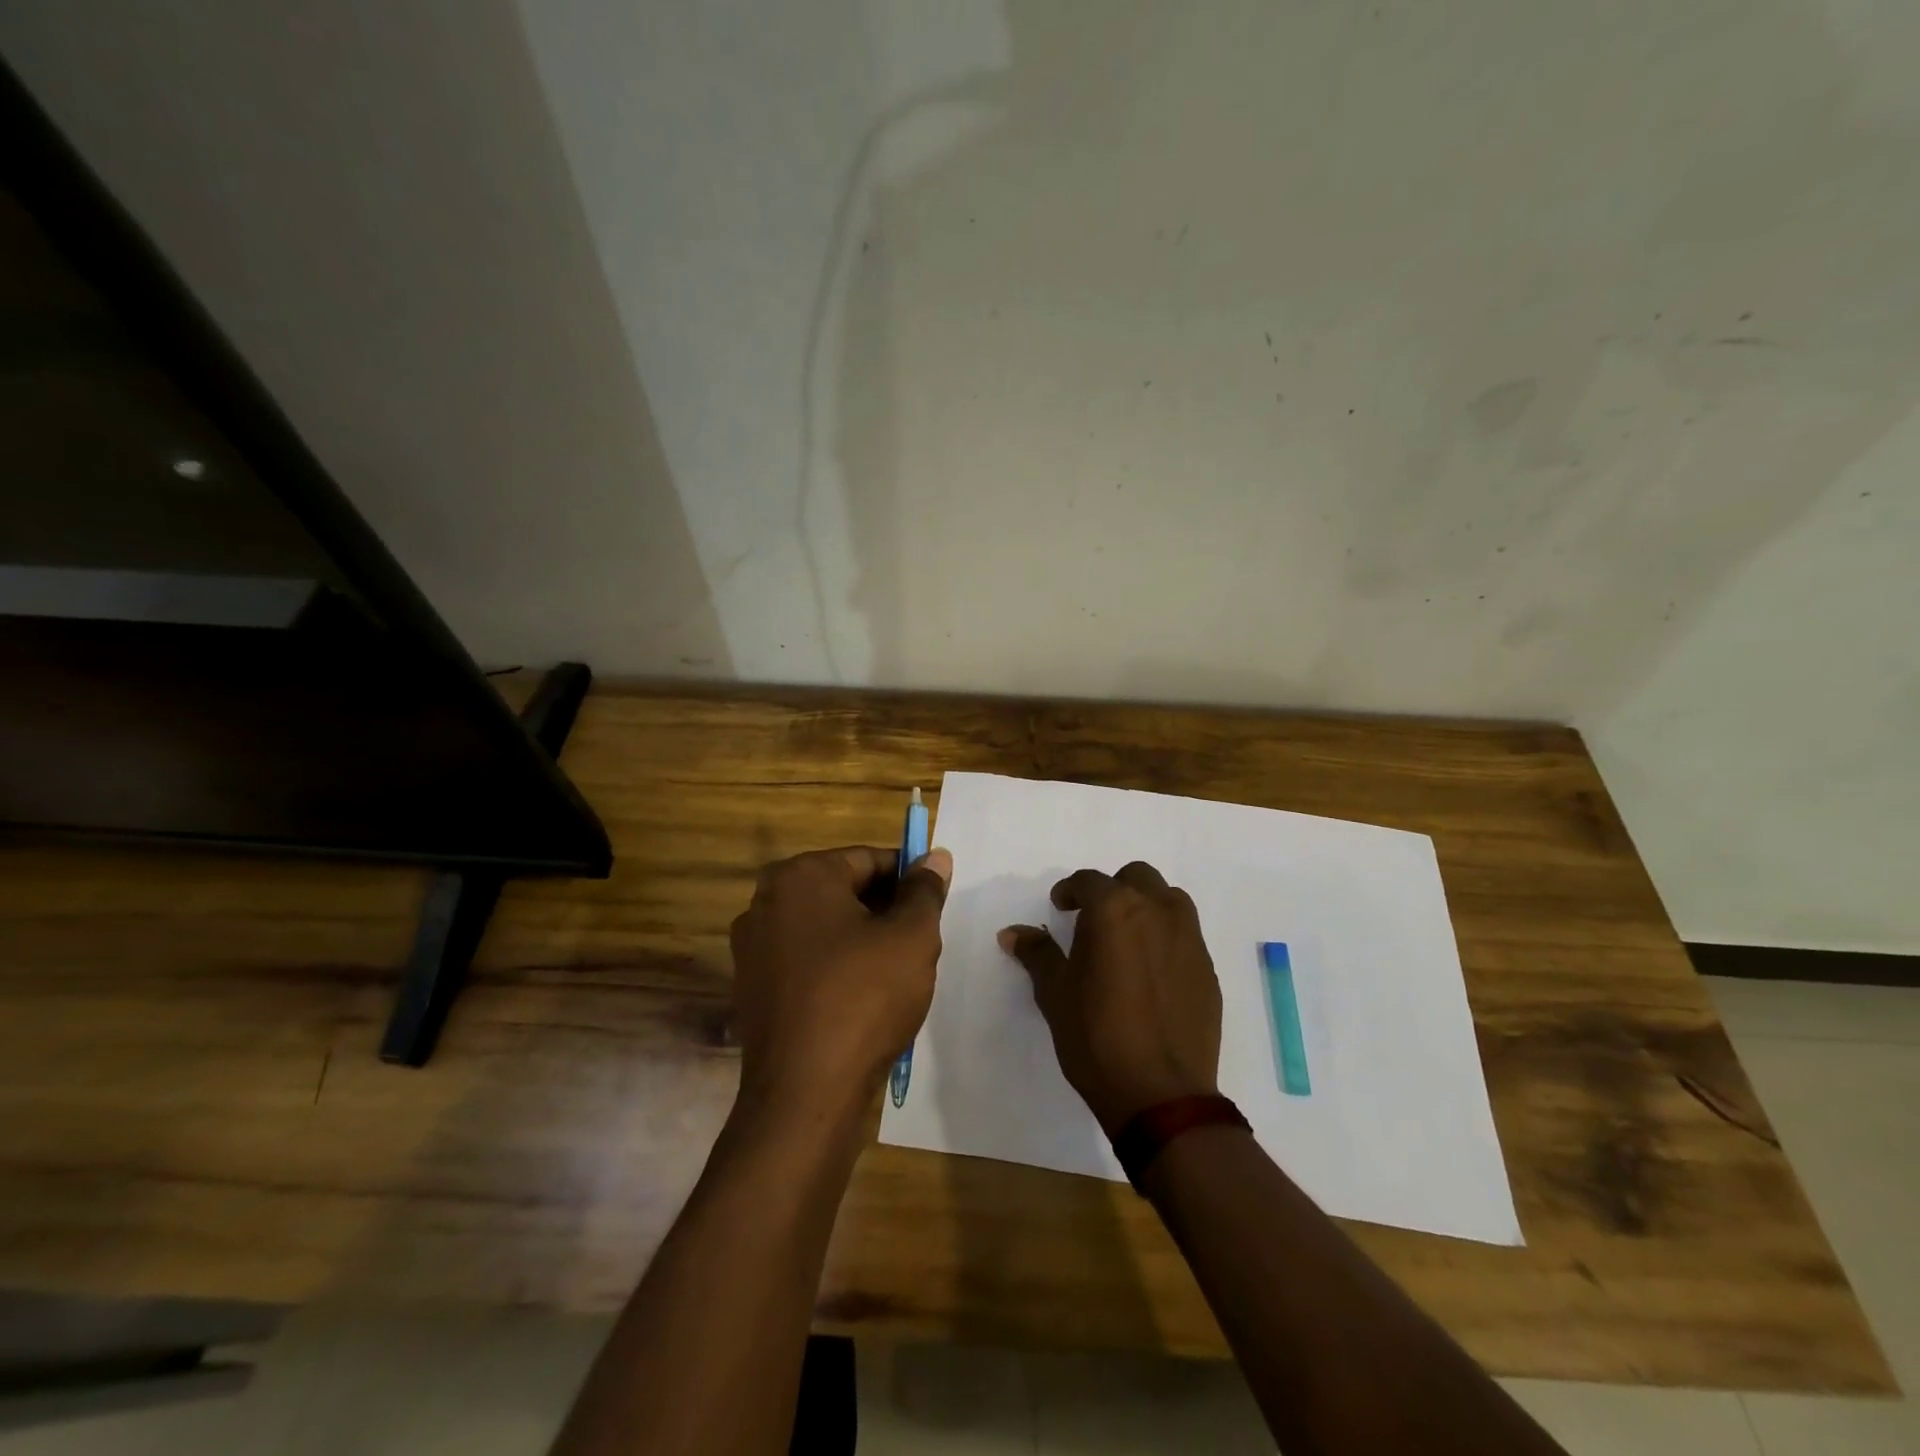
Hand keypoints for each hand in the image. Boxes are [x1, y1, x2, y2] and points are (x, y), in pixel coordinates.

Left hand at [729, 845, 950, 1122]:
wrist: (805, 1093)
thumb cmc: (864, 998)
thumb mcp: (912, 937)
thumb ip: (925, 890)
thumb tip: (935, 856)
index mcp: (800, 876)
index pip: (868, 859)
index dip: (908, 878)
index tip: (933, 905)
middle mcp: (766, 901)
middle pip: (843, 890)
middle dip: (884, 910)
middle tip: (918, 942)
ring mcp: (752, 946)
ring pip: (825, 926)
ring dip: (862, 939)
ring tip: (895, 973)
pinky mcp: (752, 986)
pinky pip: (805, 959)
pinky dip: (836, 966)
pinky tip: (862, 997)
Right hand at [999, 861, 1220, 1133]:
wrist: (1161, 1094)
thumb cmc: (1096, 1037)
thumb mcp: (1055, 993)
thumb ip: (1037, 954)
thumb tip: (1012, 933)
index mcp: (1115, 910)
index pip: (1089, 881)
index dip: (1070, 891)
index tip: (1060, 907)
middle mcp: (1157, 912)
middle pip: (1136, 878)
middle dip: (1113, 890)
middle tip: (1094, 920)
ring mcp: (1189, 939)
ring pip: (1169, 899)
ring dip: (1146, 906)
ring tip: (1128, 938)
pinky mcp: (1208, 969)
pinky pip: (1186, 935)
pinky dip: (1167, 938)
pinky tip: (1152, 973)